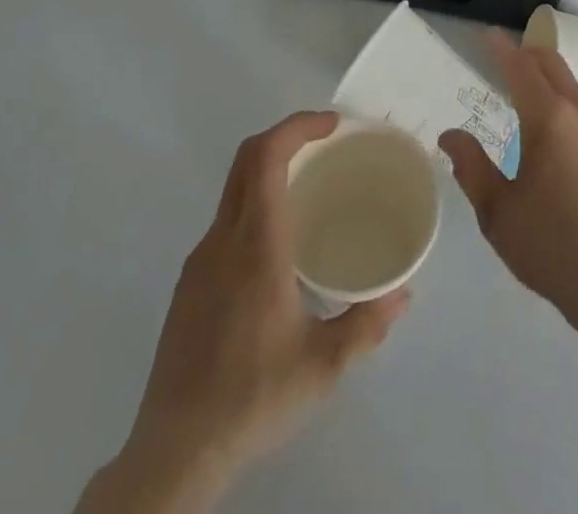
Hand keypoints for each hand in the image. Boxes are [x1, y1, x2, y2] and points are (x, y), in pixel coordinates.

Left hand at [83, 111, 411, 513]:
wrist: (174, 452)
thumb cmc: (252, 398)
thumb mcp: (322, 366)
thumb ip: (366, 324)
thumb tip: (403, 293)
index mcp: (255, 245)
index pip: (267, 157)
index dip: (298, 126)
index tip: (333, 125)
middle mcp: (223, 239)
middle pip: (247, 159)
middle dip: (286, 136)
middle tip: (326, 143)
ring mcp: (200, 260)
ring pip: (234, 189)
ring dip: (270, 170)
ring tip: (310, 190)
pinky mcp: (189, 284)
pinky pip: (226, 221)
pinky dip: (255, 204)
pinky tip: (279, 247)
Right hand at [439, 34, 577, 326]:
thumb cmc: (549, 244)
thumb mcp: (497, 210)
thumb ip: (471, 166)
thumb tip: (450, 135)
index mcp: (549, 118)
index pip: (521, 67)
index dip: (502, 48)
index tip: (487, 35)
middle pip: (553, 65)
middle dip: (528, 54)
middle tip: (506, 57)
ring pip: (574, 86)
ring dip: (550, 78)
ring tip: (530, 92)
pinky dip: (568, 102)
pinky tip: (561, 130)